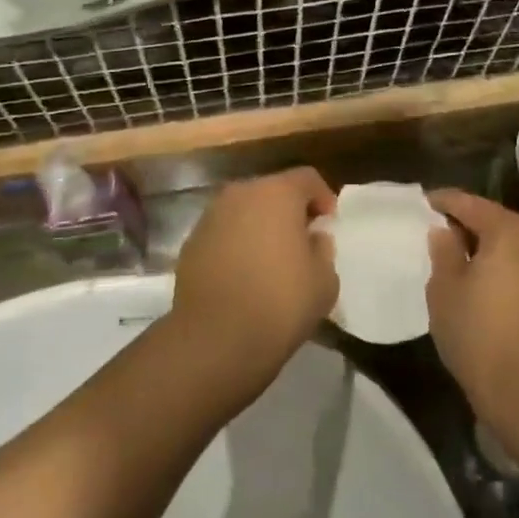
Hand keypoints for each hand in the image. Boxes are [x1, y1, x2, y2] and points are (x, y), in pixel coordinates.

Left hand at [171, 169, 339, 396]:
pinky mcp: (190, 244)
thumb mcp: (325, 280)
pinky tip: (244, 277)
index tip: (328, 225)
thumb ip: (323, 249)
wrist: (215, 339)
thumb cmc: (280, 303)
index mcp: (277, 193)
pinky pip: (223, 234)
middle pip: (272, 191)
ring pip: (244, 212)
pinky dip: (236, 245)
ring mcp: (210, 217)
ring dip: (259, 227)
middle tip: (302, 242)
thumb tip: (312, 238)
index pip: (307, 178)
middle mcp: (240, 194)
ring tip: (271, 261)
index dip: (323, 197)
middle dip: (289, 211)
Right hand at [426, 190, 518, 433]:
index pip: (468, 203)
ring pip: (514, 247)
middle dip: (467, 227)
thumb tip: (444, 231)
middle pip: (496, 222)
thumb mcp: (445, 290)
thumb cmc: (480, 334)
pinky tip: (486, 288)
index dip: (442, 202)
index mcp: (510, 229)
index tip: (423, 203)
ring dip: (489, 251)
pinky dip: (506, 271)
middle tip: (439, 237)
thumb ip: (443, 252)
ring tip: (460, 264)